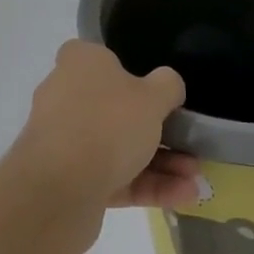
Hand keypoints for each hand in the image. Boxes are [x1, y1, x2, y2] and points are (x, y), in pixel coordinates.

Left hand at [9, 41, 200, 253]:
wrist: (59, 190)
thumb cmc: (108, 123)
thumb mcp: (153, 96)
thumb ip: (168, 86)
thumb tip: (168, 86)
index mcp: (79, 64)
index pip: (102, 58)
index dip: (130, 70)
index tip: (157, 89)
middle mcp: (66, 97)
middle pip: (118, 107)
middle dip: (159, 129)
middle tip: (189, 141)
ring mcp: (66, 142)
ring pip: (119, 147)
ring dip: (160, 162)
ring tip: (195, 177)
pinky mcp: (69, 182)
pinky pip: (114, 177)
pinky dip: (147, 185)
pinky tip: (184, 196)